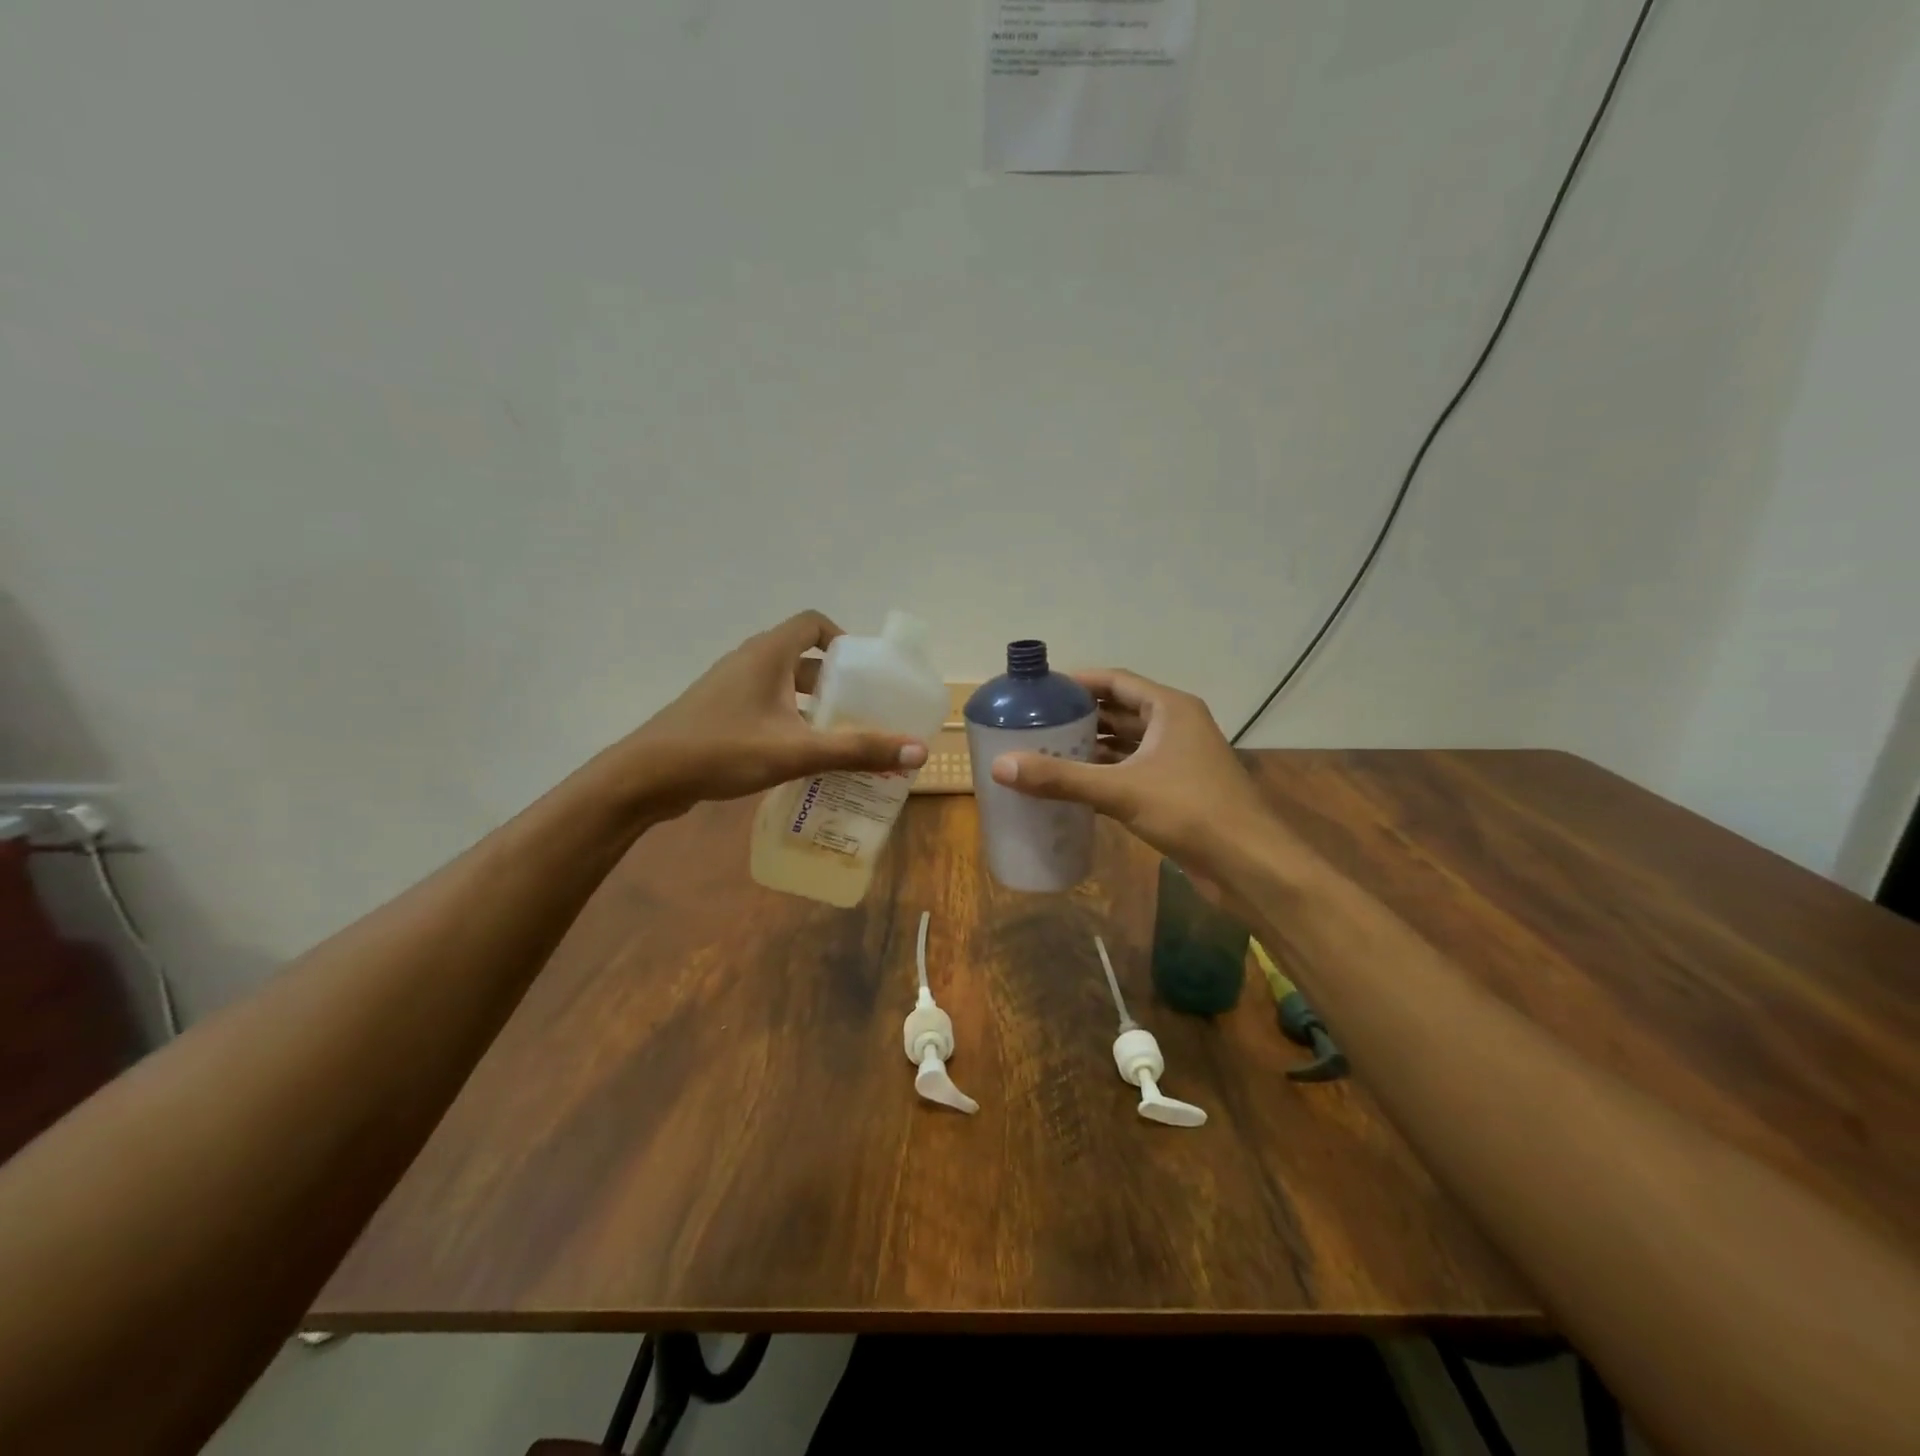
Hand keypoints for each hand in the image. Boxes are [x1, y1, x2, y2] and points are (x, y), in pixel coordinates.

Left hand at [622, 610, 926, 816]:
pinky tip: (799, 754)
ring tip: (839, 734)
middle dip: (835, 681)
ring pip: (782, 685)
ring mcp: (729, 687)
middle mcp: (749, 661)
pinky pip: (764, 705)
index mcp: (768, 654)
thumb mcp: (798, 750)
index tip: (865, 671)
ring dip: (811, 704)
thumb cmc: (723, 750)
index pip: (812, 623)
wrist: (646, 776)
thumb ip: (857, 750)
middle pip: (801, 656)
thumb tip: (919, 750)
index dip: (842, 639)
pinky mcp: (717, 712)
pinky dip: (788, 719)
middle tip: (862, 709)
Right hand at [988, 668, 1275, 876]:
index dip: (1078, 682)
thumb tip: (1000, 766)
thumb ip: (1060, 778)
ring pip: (1125, 745)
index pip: (1116, 681)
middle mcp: (1175, 727)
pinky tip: (1072, 787)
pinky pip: (1132, 772)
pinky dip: (1104, 775)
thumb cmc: (1190, 811)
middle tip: (1034, 724)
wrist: (1249, 864)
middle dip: (1079, 717)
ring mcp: (1178, 760)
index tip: (1040, 690)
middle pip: (1119, 711)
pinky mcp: (1177, 790)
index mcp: (1170, 709)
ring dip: (1090, 748)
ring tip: (1045, 753)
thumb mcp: (1120, 790)